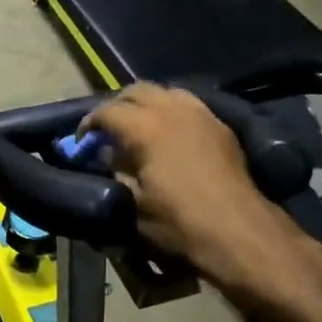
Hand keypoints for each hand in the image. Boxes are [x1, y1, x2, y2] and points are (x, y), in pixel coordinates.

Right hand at [82, 84, 269, 264]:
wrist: (237, 230)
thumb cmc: (179, 221)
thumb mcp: (133, 203)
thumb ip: (116, 171)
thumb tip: (107, 154)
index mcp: (145, 126)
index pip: (107, 111)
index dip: (90, 123)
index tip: (83, 141)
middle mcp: (172, 109)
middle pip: (136, 90)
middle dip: (118, 105)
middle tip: (109, 129)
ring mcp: (200, 113)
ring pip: (165, 92)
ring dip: (147, 103)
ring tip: (140, 126)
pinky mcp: (220, 125)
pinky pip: (189, 104)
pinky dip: (172, 110)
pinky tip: (171, 133)